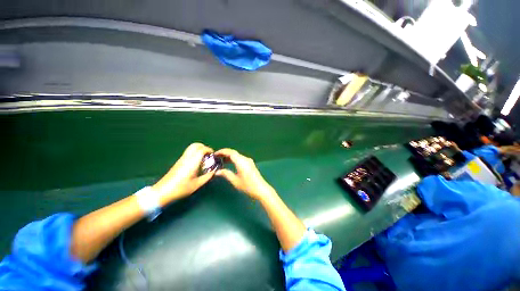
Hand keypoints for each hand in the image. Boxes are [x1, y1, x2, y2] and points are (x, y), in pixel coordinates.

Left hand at [152, 143, 213, 203]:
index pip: (201, 150)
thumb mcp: (197, 184)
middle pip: (195, 145)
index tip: (213, 155)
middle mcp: (186, 158)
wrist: (162, 192)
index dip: (209, 150)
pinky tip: (197, 163)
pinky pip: (188, 153)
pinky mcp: (178, 162)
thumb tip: (214, 172)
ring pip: (191, 148)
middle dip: (204, 147)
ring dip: (199, 150)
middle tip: (209, 155)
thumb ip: (208, 177)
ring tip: (204, 159)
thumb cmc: (181, 189)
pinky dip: (195, 154)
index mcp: (192, 162)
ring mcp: (181, 159)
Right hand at [215, 148, 275, 200]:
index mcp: (241, 161)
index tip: (215, 154)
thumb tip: (217, 171)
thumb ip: (226, 174)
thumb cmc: (248, 186)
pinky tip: (230, 163)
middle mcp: (245, 159)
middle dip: (225, 153)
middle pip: (234, 153)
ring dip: (229, 156)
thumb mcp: (235, 181)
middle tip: (216, 157)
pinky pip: (240, 158)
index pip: (230, 152)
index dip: (222, 151)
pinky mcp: (250, 164)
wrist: (261, 189)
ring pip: (237, 155)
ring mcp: (249, 161)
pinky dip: (234, 159)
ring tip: (221, 160)